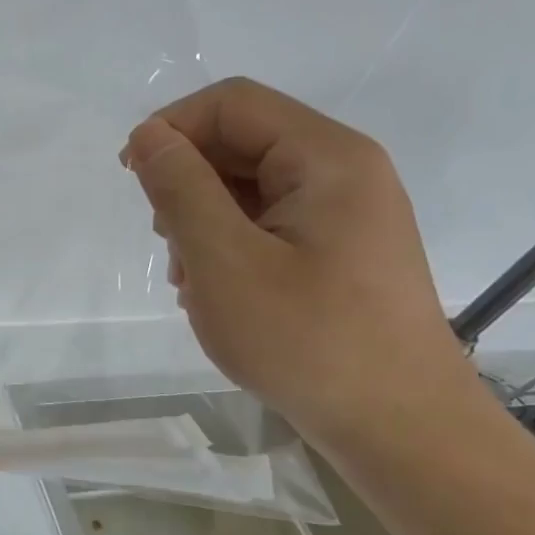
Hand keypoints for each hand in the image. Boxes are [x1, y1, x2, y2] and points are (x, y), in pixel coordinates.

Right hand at [122, 77, 474, 448]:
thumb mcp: (224, 261)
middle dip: (187, 181)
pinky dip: (229, 242)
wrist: (401, 431)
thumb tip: (148, 135)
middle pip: (241, 141)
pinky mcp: (339, 248)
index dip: (172, 127)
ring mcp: (346, 211)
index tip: (132, 177)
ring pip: (248, 184)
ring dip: (203, 217)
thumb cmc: (308, 341)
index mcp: (327, 158)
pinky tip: (218, 290)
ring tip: (192, 277)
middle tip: (166, 241)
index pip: (231, 103)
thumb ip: (180, 188)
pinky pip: (268, 219)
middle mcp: (344, 171)